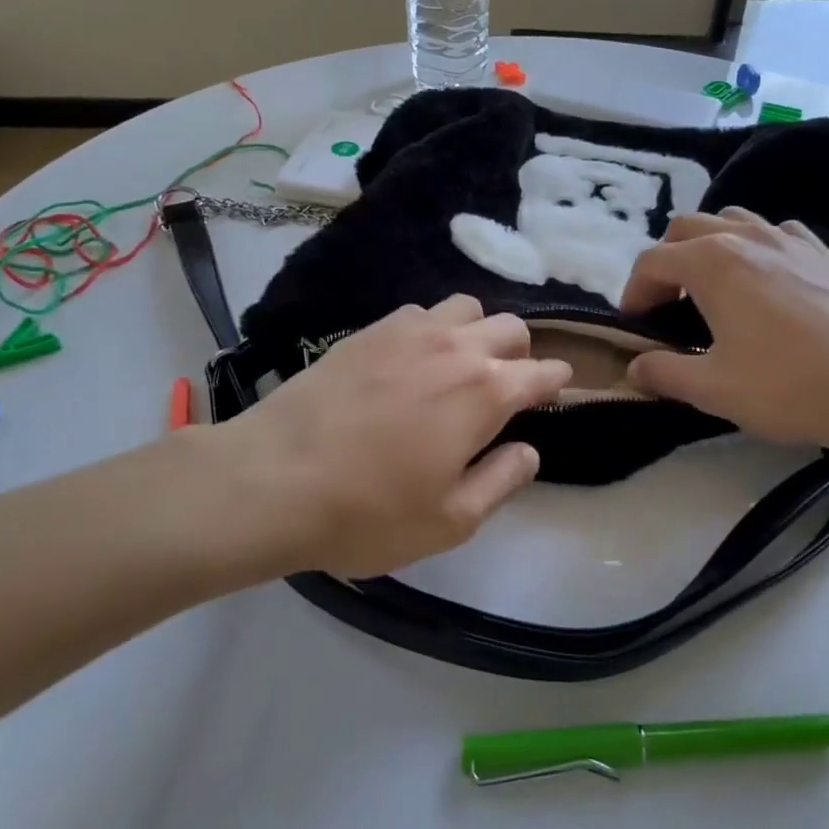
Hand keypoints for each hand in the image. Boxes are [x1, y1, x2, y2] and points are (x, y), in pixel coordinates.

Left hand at [217, 297, 570, 577]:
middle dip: (521, 352)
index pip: (542, 372)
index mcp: (486, 392)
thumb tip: (530, 450)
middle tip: (508, 385)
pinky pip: (419, 312)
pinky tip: (413, 357)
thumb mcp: (450, 520)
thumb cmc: (368, 511)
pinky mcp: (368, 330)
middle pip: (510, 327)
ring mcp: (409, 332)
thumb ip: (502, 480)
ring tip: (461, 364)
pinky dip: (433, 327)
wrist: (272, 479)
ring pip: (466, 307)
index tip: (556, 392)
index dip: (556, 382)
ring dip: (478, 331)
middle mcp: (455, 348)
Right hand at [620, 209, 828, 455]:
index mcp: (712, 263)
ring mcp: (790, 239)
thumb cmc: (787, 387)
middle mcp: (746, 237)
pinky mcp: (825, 253)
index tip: (636, 324)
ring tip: (714, 286)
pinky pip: (777, 232)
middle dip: (666, 261)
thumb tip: (635, 367)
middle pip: (686, 228)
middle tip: (667, 303)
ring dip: (709, 245)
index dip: (634, 291)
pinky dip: (758, 247)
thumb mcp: (712, 388)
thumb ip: (663, 372)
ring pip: (732, 220)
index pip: (652, 261)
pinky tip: (768, 281)